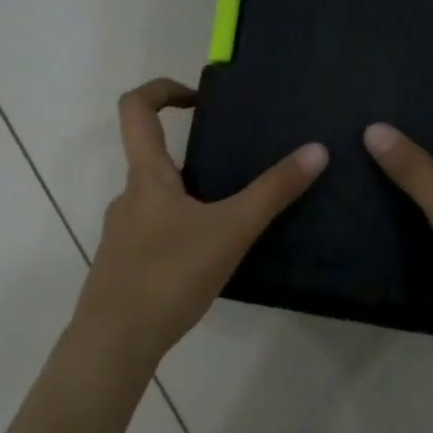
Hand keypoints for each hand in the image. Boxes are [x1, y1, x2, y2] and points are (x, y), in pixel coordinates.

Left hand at [72, 78, 327, 371]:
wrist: (115, 343)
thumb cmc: (169, 275)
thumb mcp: (231, 231)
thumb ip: (273, 192)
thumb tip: (316, 150)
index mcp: (146, 177)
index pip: (135, 109)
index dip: (163, 89)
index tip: (199, 99)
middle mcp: (128, 198)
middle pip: (153, 158)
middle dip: (194, 157)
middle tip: (236, 169)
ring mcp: (122, 234)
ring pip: (158, 200)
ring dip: (191, 199)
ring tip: (232, 220)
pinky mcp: (125, 266)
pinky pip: (156, 234)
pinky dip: (182, 232)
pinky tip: (209, 261)